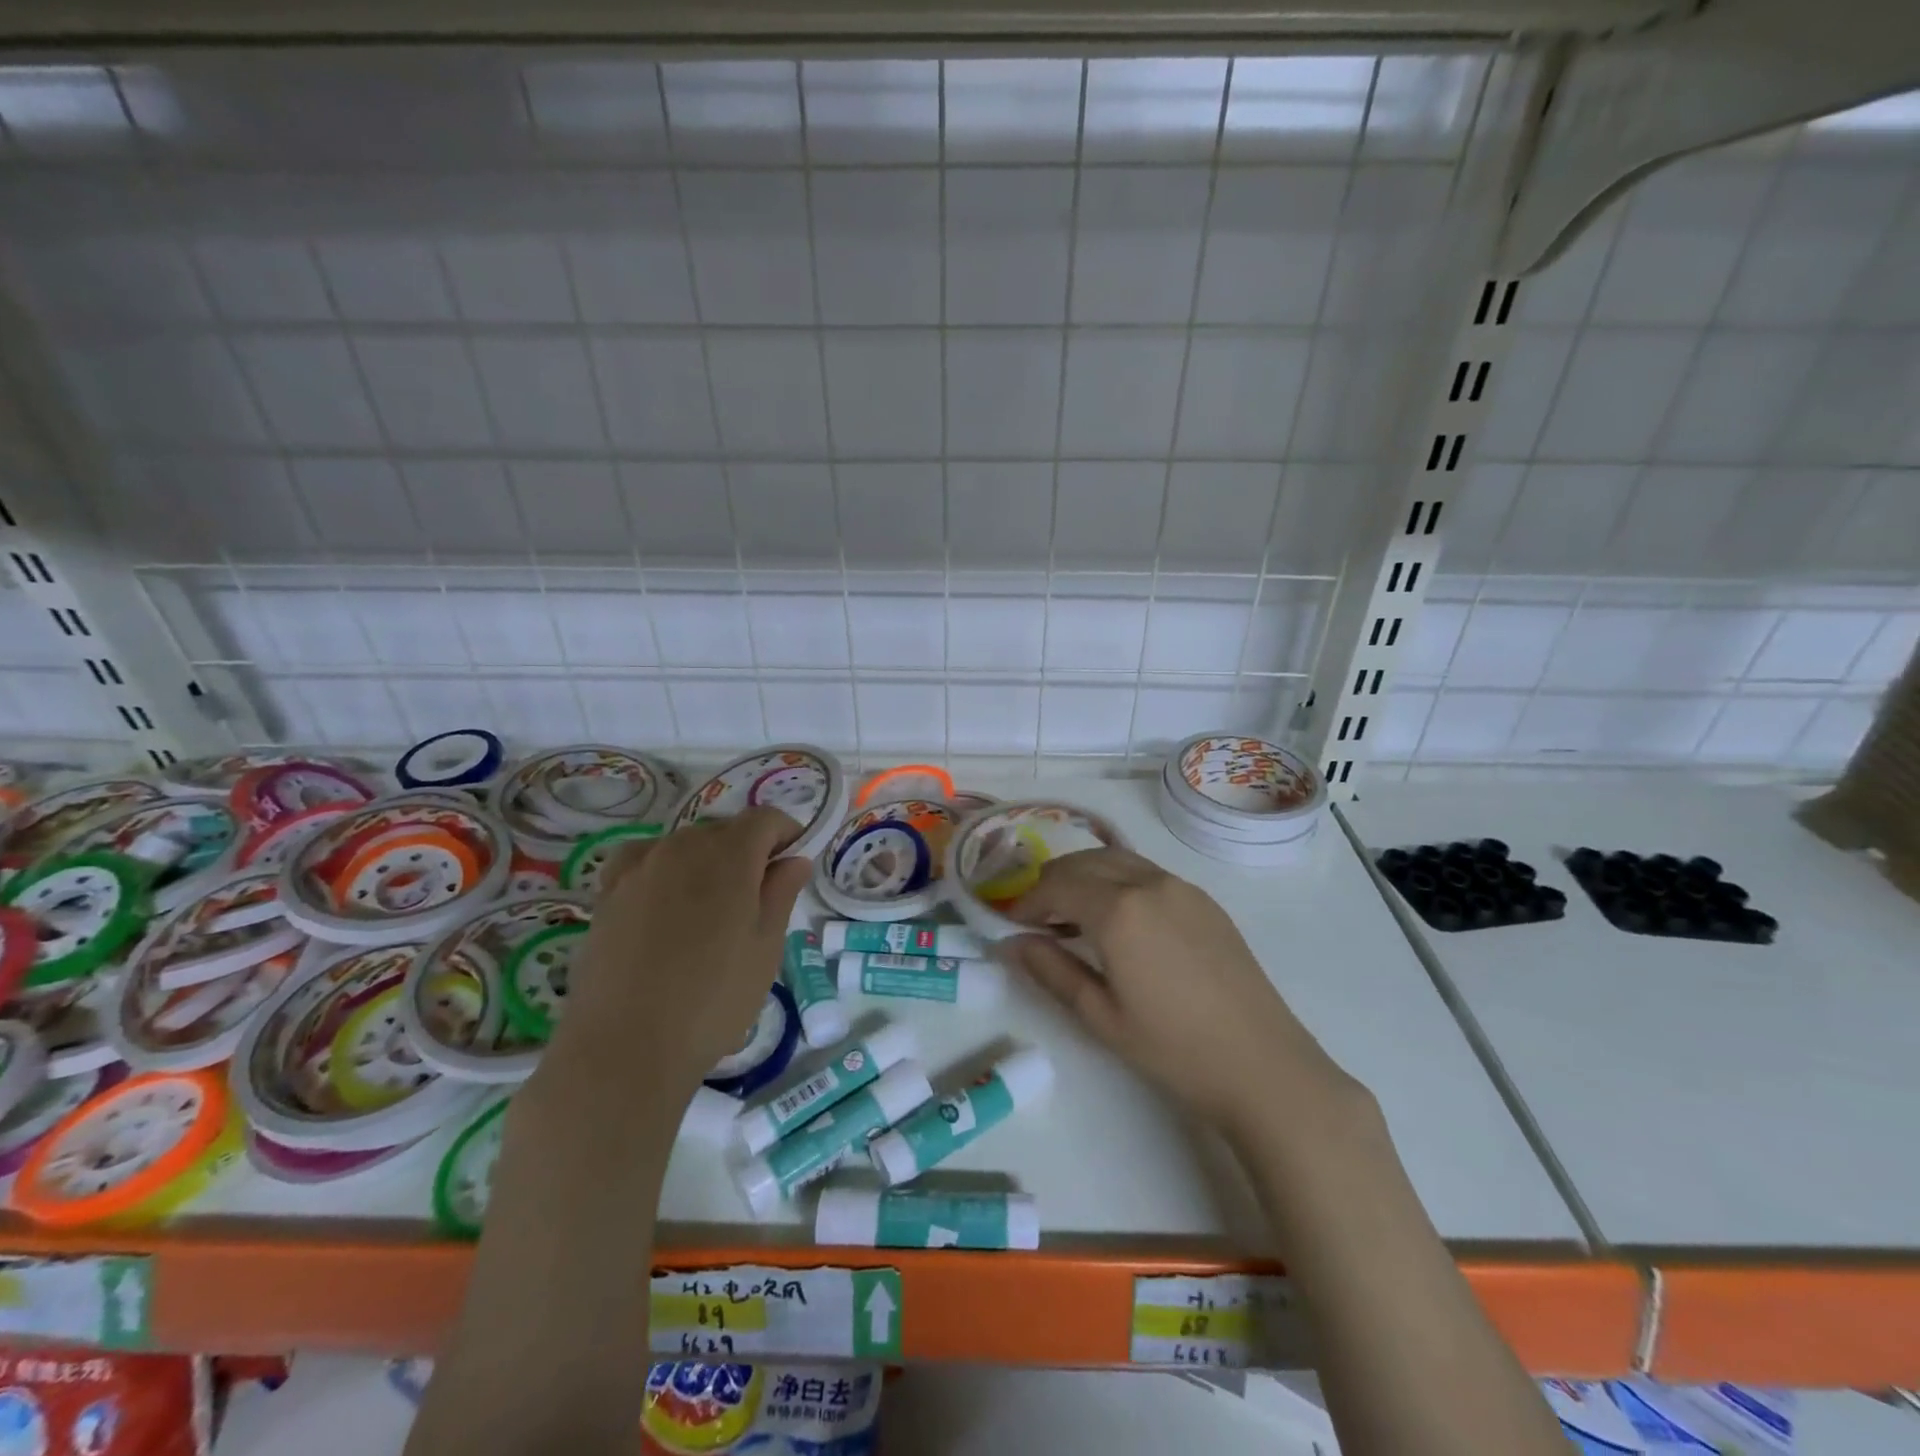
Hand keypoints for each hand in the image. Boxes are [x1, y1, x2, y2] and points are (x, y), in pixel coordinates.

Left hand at [553, 809, 811, 1093]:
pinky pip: (643, 859)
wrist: (624, 1047)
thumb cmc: (713, 1000)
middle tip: (758, 895)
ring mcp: (640, 867)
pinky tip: (663, 897)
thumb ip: (781, 893)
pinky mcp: (608, 892)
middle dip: (748, 850)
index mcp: (730, 855)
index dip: (786, 833)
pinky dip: (662, 867)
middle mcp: (683, 847)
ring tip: (711, 907)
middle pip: (725, 830)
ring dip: (706, 860)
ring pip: (685, 844)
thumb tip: (794, 858)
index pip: (765, 819)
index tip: (794, 862)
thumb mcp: (766, 948)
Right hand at [999, 848, 1357, 1132]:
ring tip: (1072, 914)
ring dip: (1085, 876)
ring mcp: (1181, 887)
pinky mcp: (1204, 900)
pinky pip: (1147, 873)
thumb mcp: (1100, 1016)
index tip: (1011, 924)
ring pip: (1117, 860)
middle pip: (1084, 861)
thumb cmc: (1173, 1048)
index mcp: (1119, 909)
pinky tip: (1119, 919)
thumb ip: (1050, 970)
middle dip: (1052, 881)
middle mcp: (1148, 883)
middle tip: (1036, 916)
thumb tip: (1011, 942)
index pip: (1057, 885)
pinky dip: (1118, 881)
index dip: (1027, 901)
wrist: (1263, 1065)